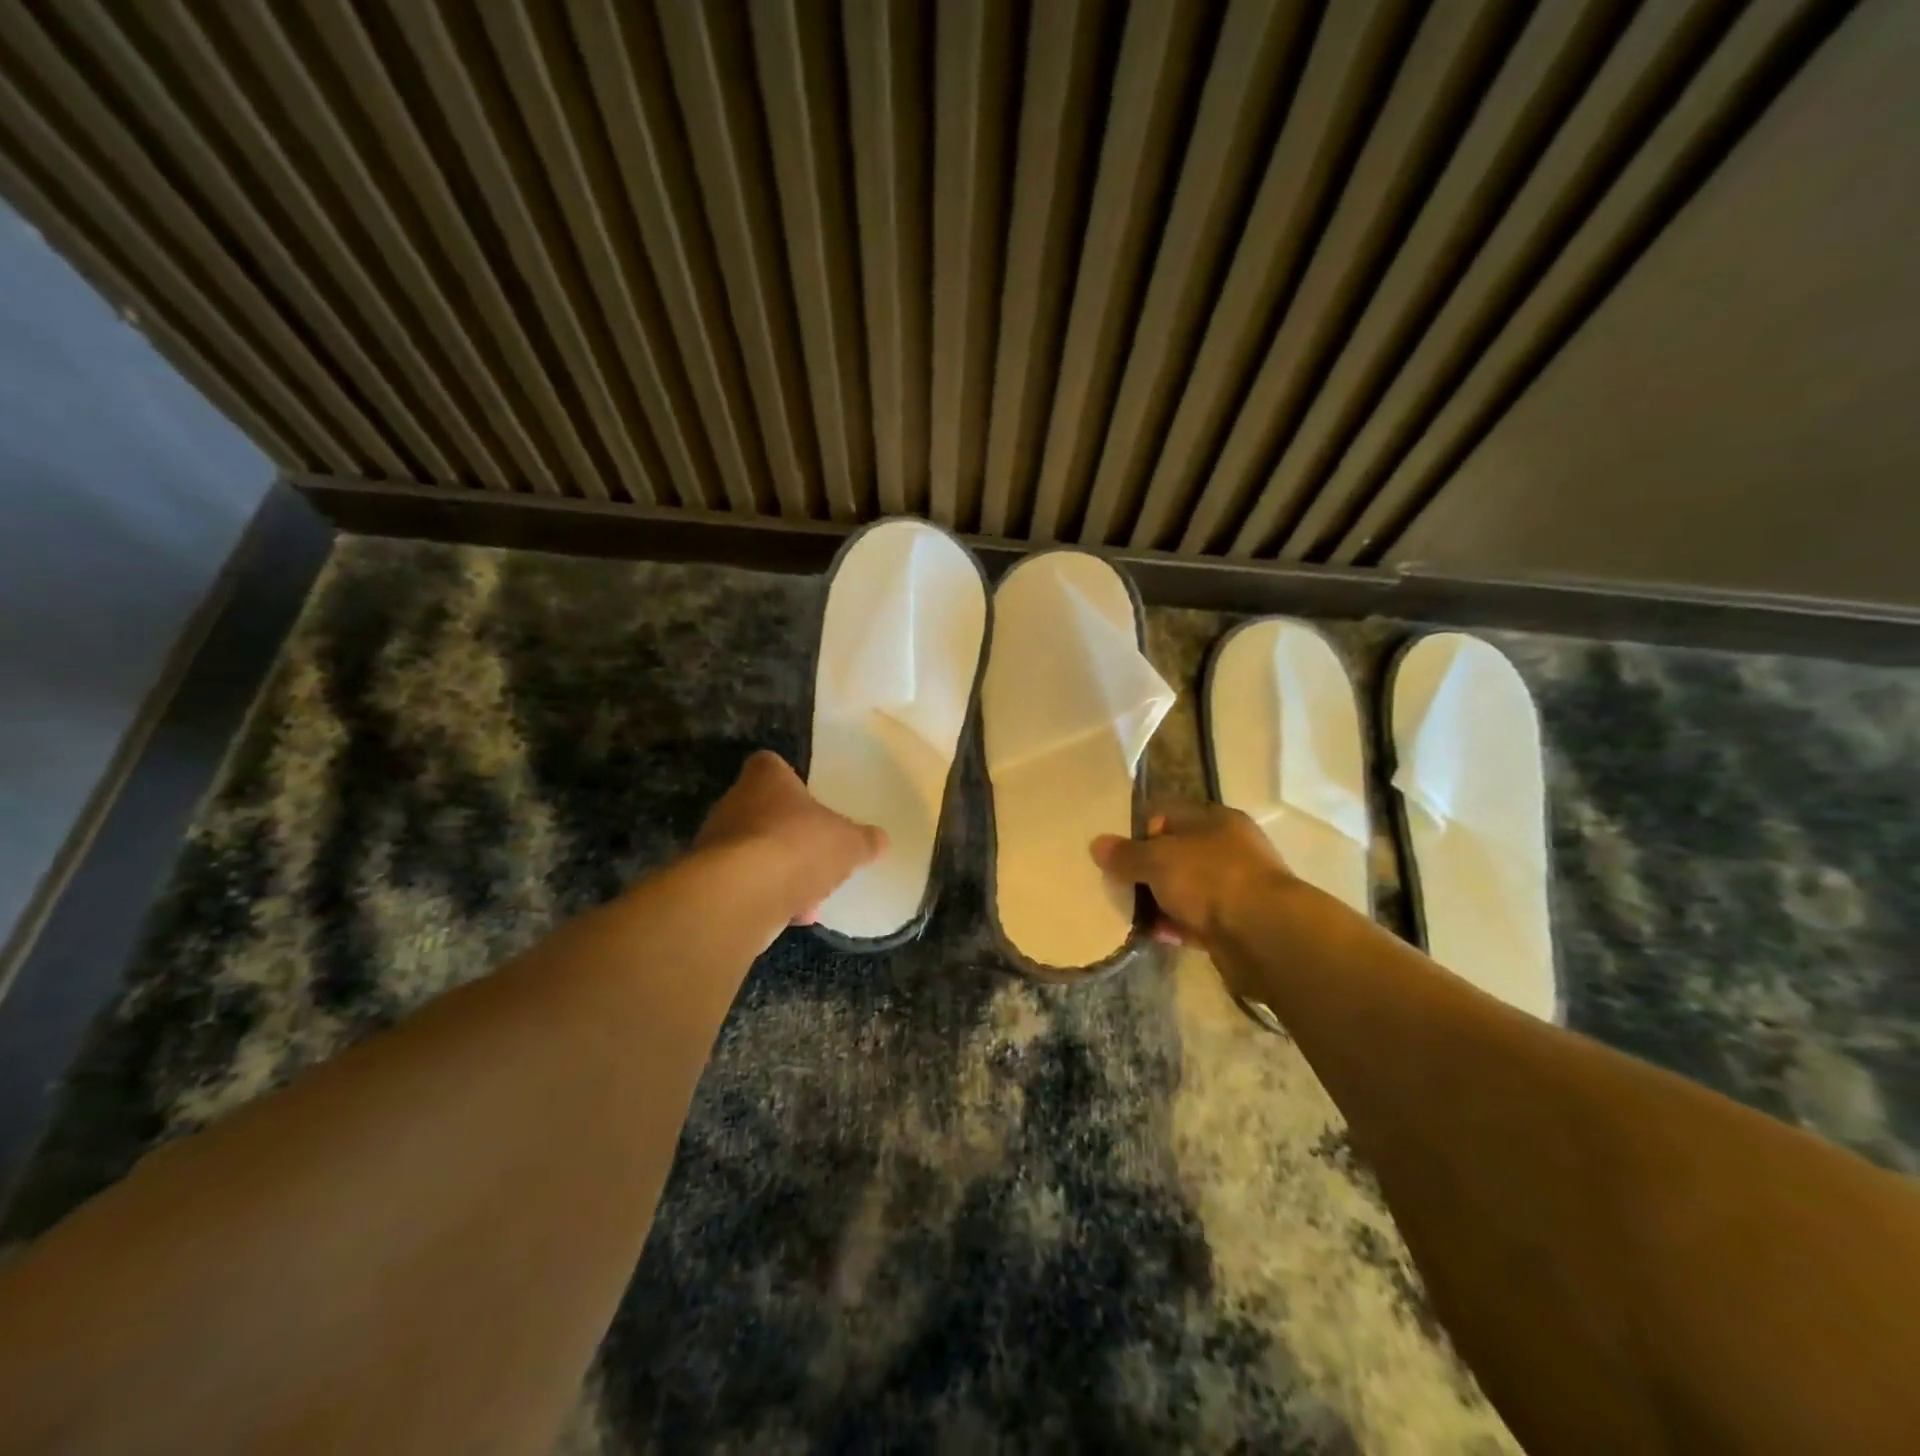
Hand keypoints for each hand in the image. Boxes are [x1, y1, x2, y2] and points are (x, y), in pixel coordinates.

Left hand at [695, 751, 885, 925]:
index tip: (810, 801)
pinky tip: (793, 915)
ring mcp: (716, 844)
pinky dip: (768, 898)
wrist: (741, 896)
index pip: (771, 765)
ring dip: (781, 872)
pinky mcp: (710, 882)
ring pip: (755, 852)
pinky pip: (746, 885)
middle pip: (764, 812)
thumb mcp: (849, 843)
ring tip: (811, 896)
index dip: (790, 780)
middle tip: (818, 854)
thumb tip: (879, 839)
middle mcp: (734, 803)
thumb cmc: (798, 847)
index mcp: (766, 779)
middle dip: (790, 835)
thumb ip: (864, 840)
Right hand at [1091, 803, 1291, 948]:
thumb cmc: (1210, 879)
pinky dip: (1174, 925)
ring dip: (1159, 900)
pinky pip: (1195, 920)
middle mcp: (1228, 849)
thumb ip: (1126, 854)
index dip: (1139, 829)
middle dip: (1146, 869)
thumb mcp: (1158, 859)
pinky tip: (1150, 933)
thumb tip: (1097, 844)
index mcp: (1215, 820)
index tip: (1114, 850)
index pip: (1169, 814)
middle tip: (1115, 882)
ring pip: (1185, 889)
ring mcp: (1234, 888)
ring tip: (1126, 911)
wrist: (1265, 935)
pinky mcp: (1235, 924)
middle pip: (1176, 854)